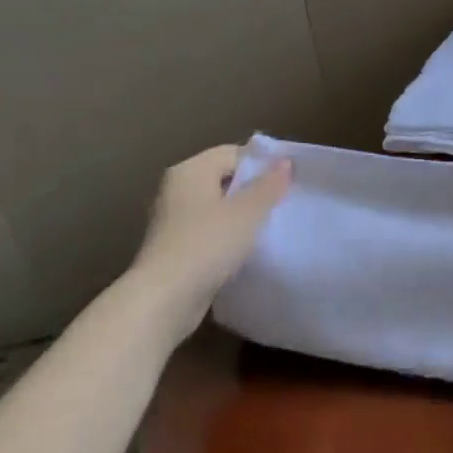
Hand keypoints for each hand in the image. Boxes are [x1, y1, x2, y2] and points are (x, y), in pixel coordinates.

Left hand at [132, 143, 290, 315]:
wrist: (165, 298)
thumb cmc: (207, 244)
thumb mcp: (247, 212)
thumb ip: (269, 185)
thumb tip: (285, 161)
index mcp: (190, 171)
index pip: (233, 153)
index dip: (262, 164)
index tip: (288, 182)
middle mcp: (177, 189)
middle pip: (224, 179)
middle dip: (253, 190)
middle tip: (283, 203)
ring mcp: (173, 219)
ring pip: (217, 207)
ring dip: (242, 215)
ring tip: (270, 226)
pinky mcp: (175, 247)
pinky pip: (209, 230)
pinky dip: (228, 236)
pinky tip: (247, 249)